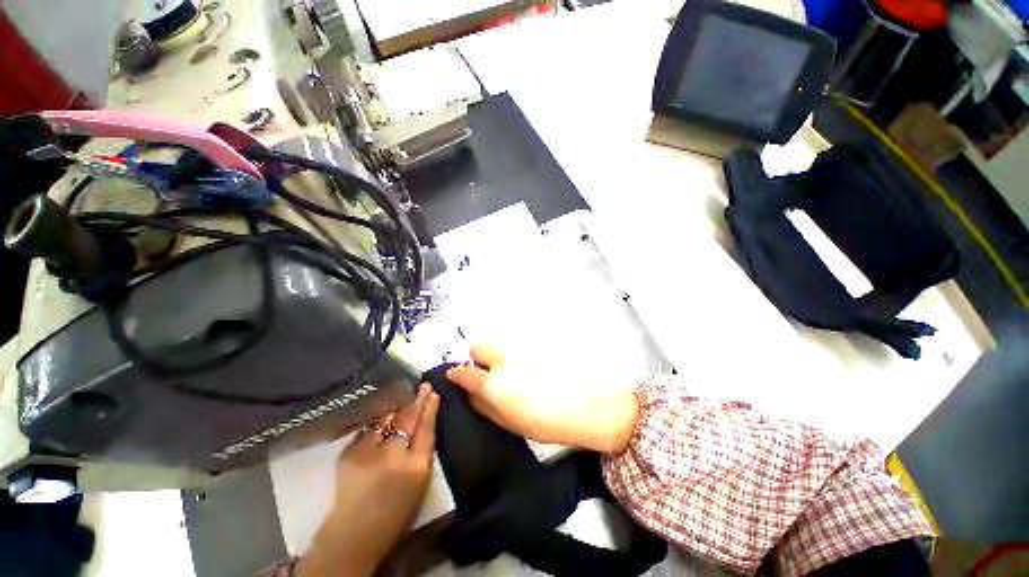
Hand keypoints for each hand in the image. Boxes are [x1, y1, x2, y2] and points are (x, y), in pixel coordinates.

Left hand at [296, 384, 439, 576]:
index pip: (427, 429)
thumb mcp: (420, 483)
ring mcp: (369, 453)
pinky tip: (384, 408)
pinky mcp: (350, 454)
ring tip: (405, 391)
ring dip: (398, 404)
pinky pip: (369, 428)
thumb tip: (423, 423)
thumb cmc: (394, 513)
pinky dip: (379, 418)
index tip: (434, 393)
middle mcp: (394, 456)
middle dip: (417, 400)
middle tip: (423, 385)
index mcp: (416, 467)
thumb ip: (423, 452)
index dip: (430, 409)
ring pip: (388, 419)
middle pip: (409, 420)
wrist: (353, 535)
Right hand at [446, 345, 638, 453]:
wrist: (584, 407)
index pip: (464, 372)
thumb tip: (469, 394)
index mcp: (493, 384)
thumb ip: (483, 406)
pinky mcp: (534, 345)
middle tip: (485, 373)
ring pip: (496, 344)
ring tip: (508, 371)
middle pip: (477, 346)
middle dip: (476, 357)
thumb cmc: (544, 424)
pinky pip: (514, 346)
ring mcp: (519, 350)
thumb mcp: (507, 423)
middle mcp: (502, 360)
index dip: (456, 375)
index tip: (456, 377)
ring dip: (494, 355)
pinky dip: (511, 354)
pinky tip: (525, 367)